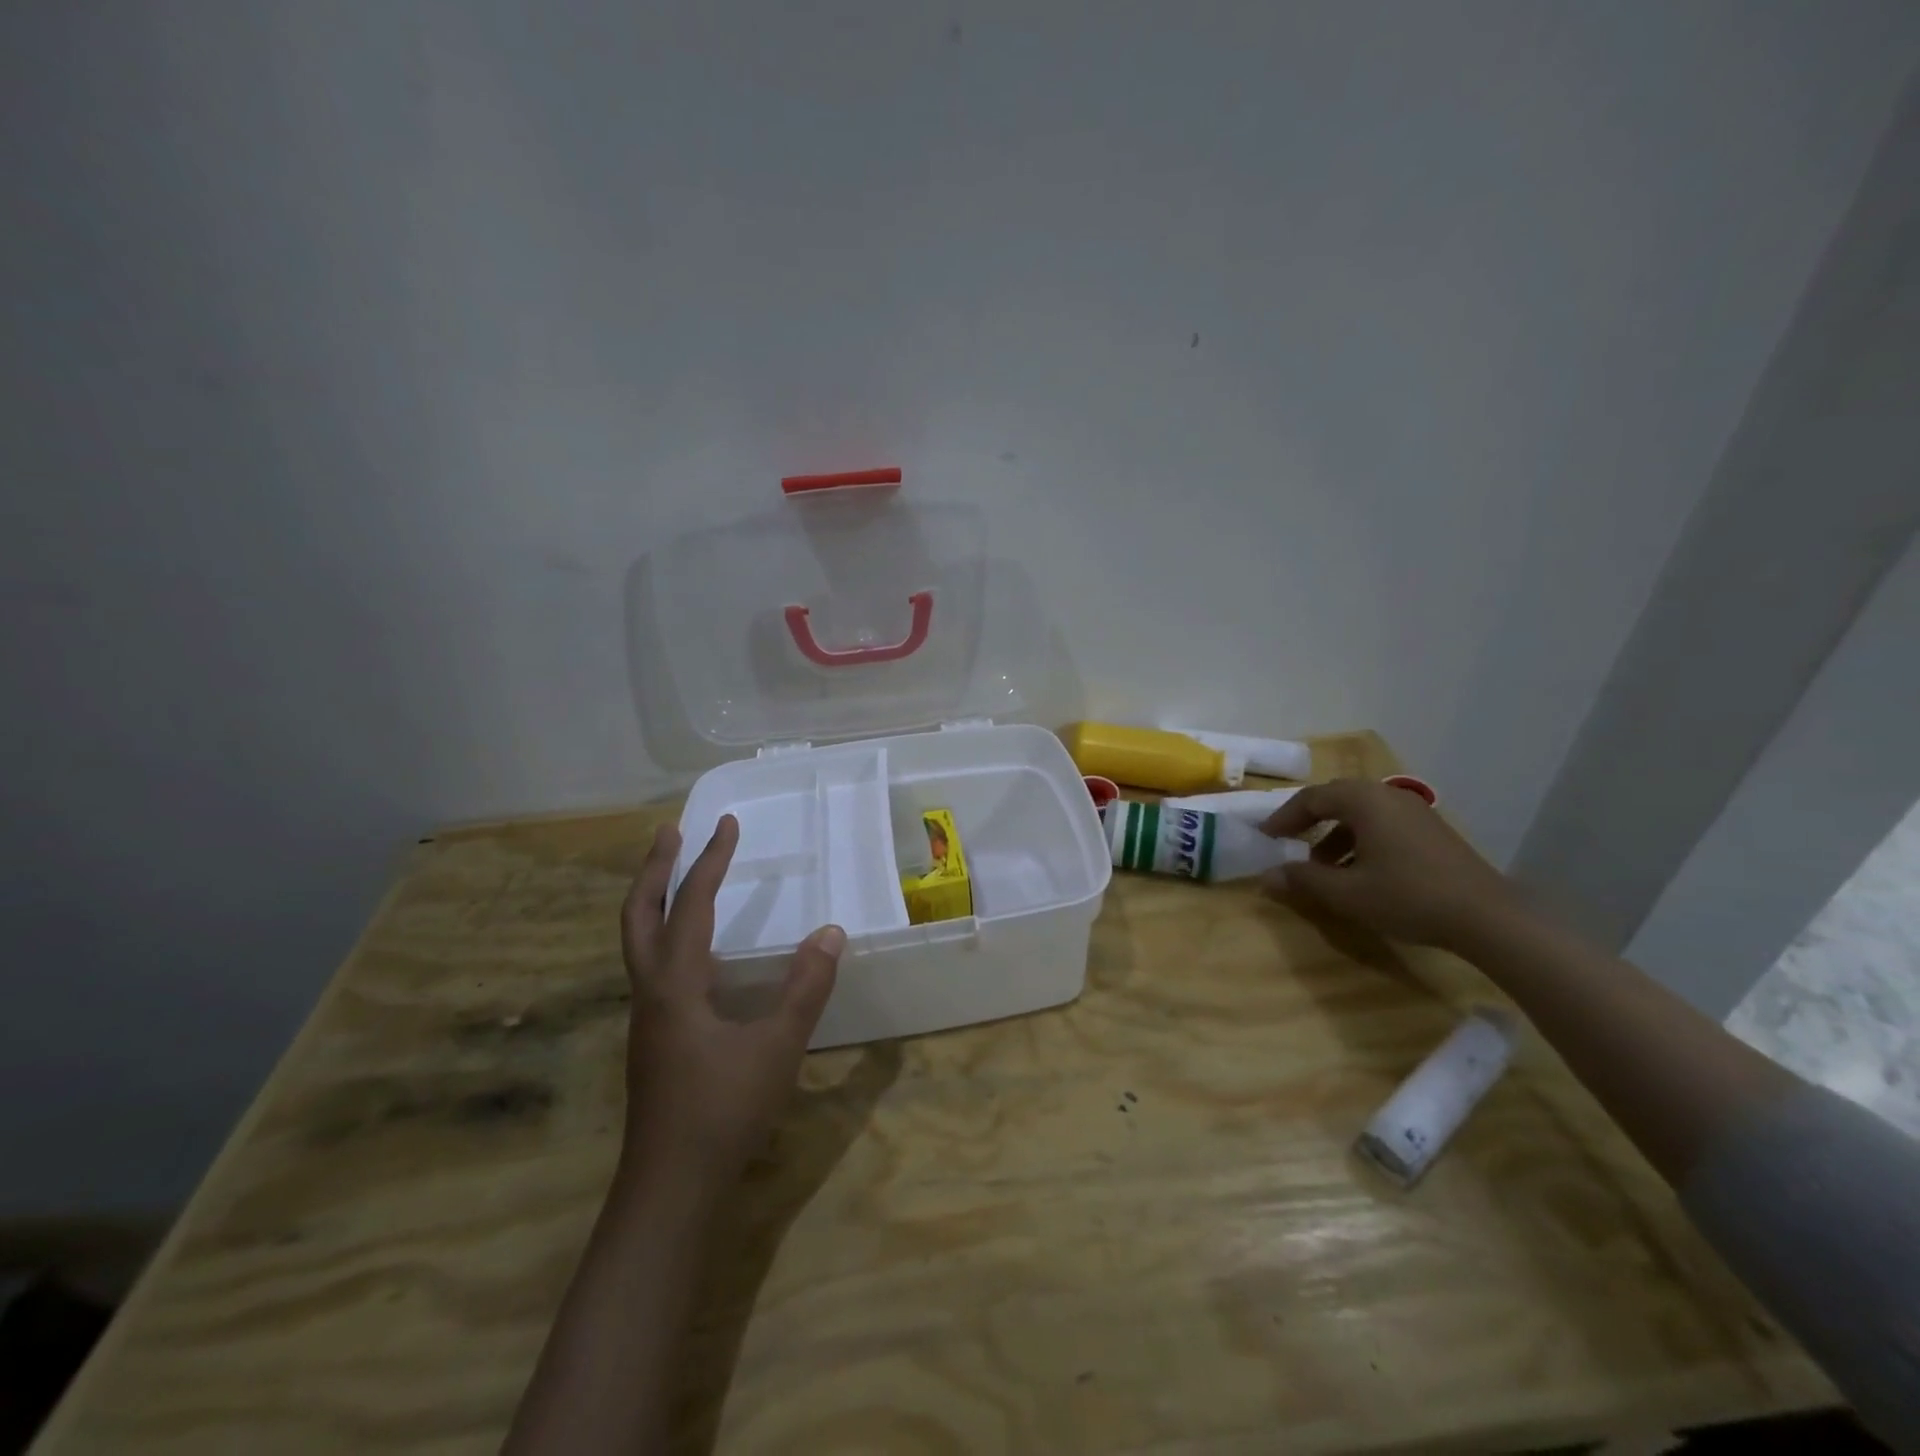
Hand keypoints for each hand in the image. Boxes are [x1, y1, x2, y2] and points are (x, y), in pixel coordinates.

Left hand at [619, 814, 843, 1189]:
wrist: (670, 1189)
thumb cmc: (723, 1112)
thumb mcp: (776, 1047)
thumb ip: (805, 988)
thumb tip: (830, 932)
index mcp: (675, 984)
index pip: (691, 906)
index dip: (710, 862)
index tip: (727, 824)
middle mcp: (651, 992)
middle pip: (638, 915)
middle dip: (654, 869)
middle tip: (670, 831)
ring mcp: (647, 1017)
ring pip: (639, 942)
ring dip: (654, 899)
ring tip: (676, 874)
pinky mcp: (655, 1038)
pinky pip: (653, 965)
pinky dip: (665, 934)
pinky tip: (693, 949)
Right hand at [1260, 779, 1521, 951]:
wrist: (1489, 917)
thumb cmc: (1408, 897)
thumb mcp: (1347, 893)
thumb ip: (1303, 880)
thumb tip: (1266, 876)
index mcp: (1364, 801)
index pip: (1311, 798)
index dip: (1283, 817)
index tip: (1266, 838)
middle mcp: (1388, 796)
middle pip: (1336, 798)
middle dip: (1308, 820)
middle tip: (1288, 843)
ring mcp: (1414, 811)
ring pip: (1361, 812)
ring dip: (1334, 834)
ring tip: (1322, 866)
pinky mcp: (1431, 831)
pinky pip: (1383, 824)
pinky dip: (1360, 840)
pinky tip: (1359, 872)